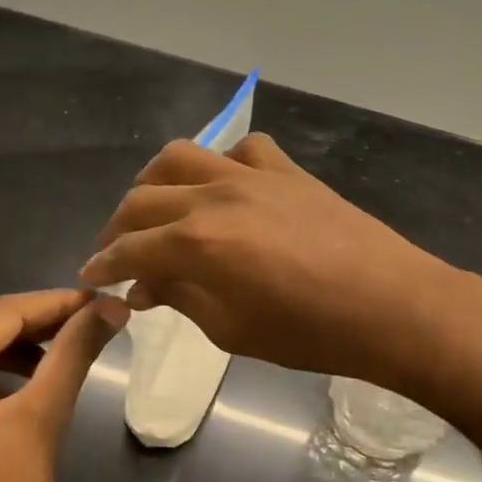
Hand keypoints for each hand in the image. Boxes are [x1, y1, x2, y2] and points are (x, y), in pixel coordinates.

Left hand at [0, 289, 125, 481]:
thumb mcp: (41, 421)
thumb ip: (74, 354)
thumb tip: (112, 307)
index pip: (3, 312)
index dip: (58, 303)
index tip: (103, 303)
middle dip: (36, 328)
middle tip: (89, 330)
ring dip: (10, 355)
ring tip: (58, 364)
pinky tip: (13, 396)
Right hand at [80, 133, 455, 386]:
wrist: (391, 304)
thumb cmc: (311, 333)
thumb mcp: (233, 330)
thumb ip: (182, 299)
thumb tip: (144, 286)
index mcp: (197, 243)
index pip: (130, 248)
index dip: (103, 264)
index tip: (90, 276)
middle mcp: (215, 196)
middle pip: (144, 198)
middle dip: (119, 226)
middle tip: (117, 251)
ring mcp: (254, 175)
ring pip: (183, 156)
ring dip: (156, 181)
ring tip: (156, 208)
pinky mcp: (288, 171)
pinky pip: (244, 148)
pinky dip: (223, 162)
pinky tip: (226, 187)